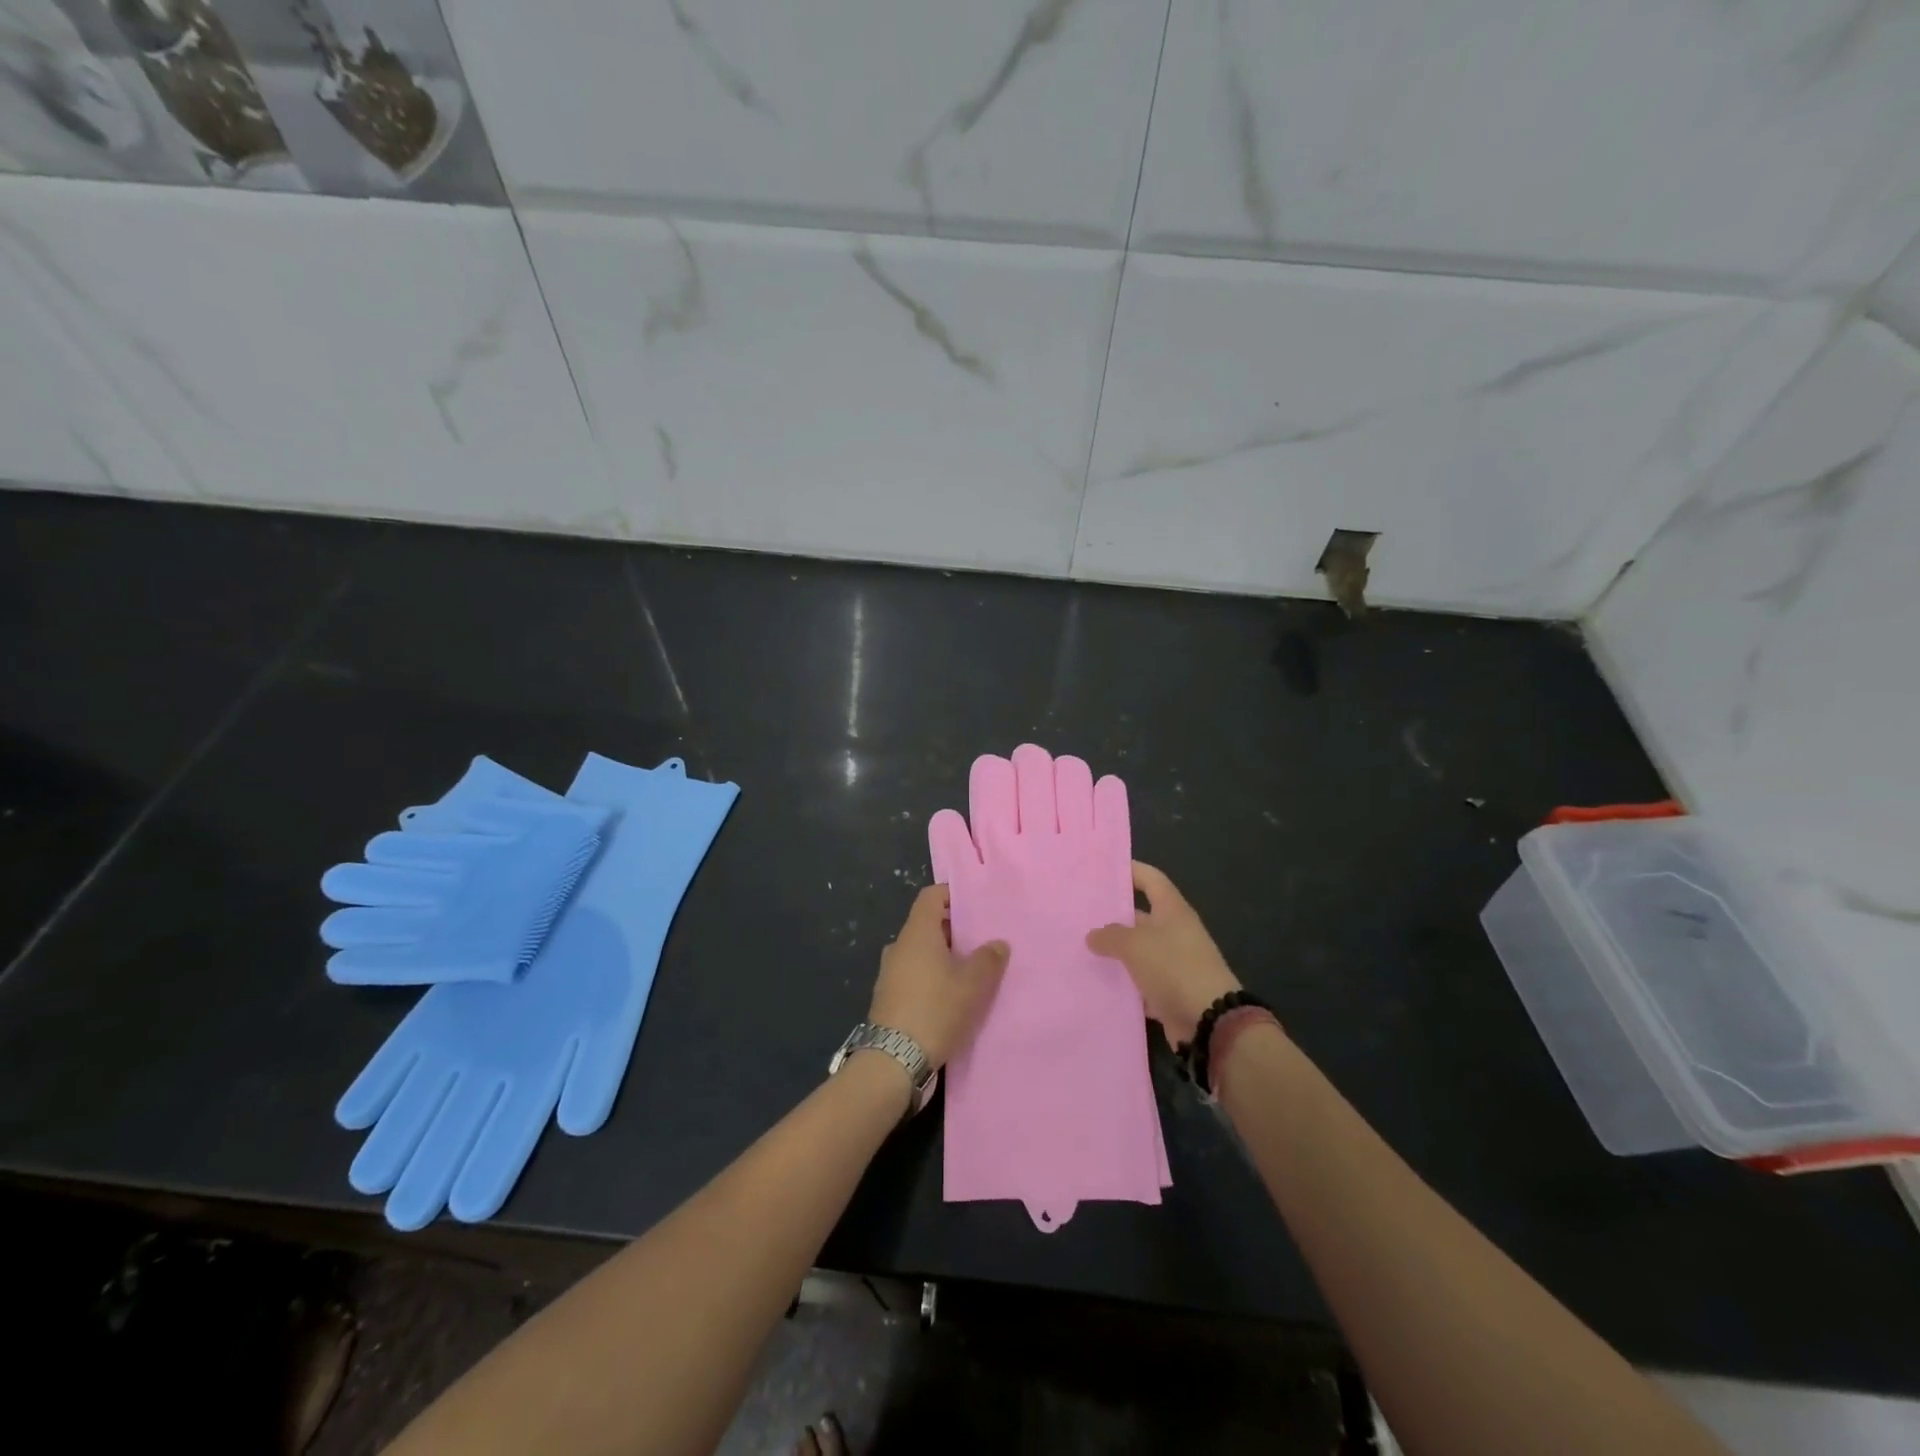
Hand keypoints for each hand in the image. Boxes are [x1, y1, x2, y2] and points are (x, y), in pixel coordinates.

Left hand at [869, 885, 1007, 1071]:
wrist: (893, 1061)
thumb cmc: (935, 1010)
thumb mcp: (972, 985)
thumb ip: (988, 959)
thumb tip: (998, 943)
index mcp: (917, 933)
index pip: (931, 896)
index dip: (952, 895)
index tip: (976, 906)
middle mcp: (899, 946)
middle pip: (927, 924)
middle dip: (954, 930)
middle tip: (982, 941)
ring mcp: (889, 972)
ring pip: (920, 952)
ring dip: (943, 957)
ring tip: (970, 971)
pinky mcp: (888, 997)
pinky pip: (913, 974)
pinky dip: (931, 977)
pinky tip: (951, 997)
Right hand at [1086, 862, 1240, 1048]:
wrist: (1209, 1021)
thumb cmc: (1174, 968)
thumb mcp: (1136, 945)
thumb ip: (1110, 936)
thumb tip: (1093, 935)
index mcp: (1172, 910)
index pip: (1150, 879)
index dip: (1130, 870)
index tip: (1101, 868)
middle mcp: (1174, 932)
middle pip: (1140, 916)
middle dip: (1112, 915)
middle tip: (1078, 913)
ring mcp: (1172, 963)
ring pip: (1137, 951)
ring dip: (1114, 952)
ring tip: (1079, 947)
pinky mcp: (1168, 991)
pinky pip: (1140, 981)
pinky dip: (1122, 982)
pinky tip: (1096, 981)